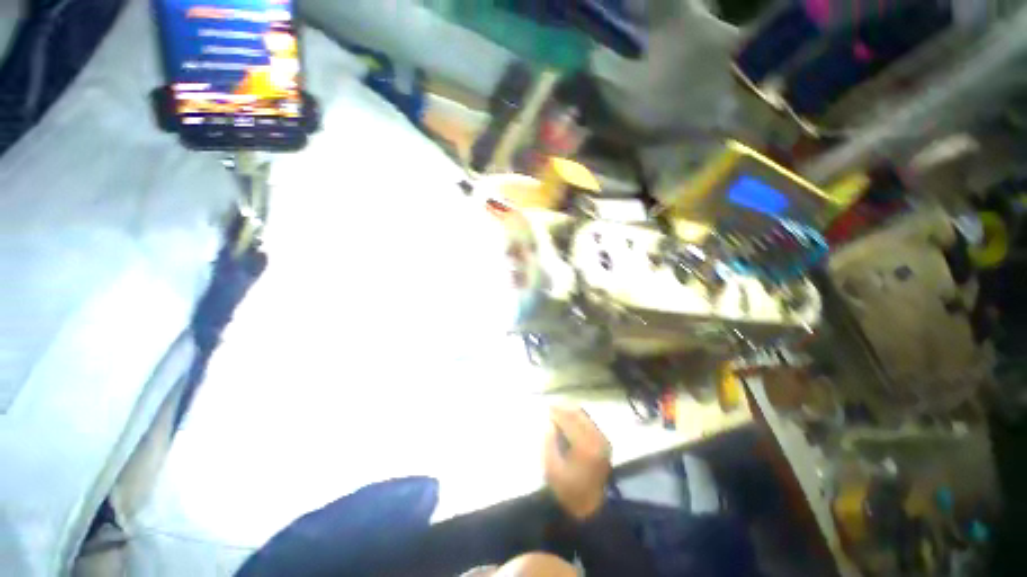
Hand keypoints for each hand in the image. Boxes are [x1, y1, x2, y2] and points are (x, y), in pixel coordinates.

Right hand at [543, 406, 611, 519]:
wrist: (592, 509)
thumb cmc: (569, 491)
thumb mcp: (552, 469)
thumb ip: (549, 442)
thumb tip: (549, 424)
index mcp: (584, 445)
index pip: (568, 419)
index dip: (556, 412)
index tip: (545, 408)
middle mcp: (597, 438)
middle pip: (578, 414)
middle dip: (563, 409)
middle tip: (550, 409)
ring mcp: (603, 440)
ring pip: (585, 416)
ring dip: (571, 412)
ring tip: (558, 414)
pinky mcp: (604, 443)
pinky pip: (589, 422)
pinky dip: (578, 419)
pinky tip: (569, 422)